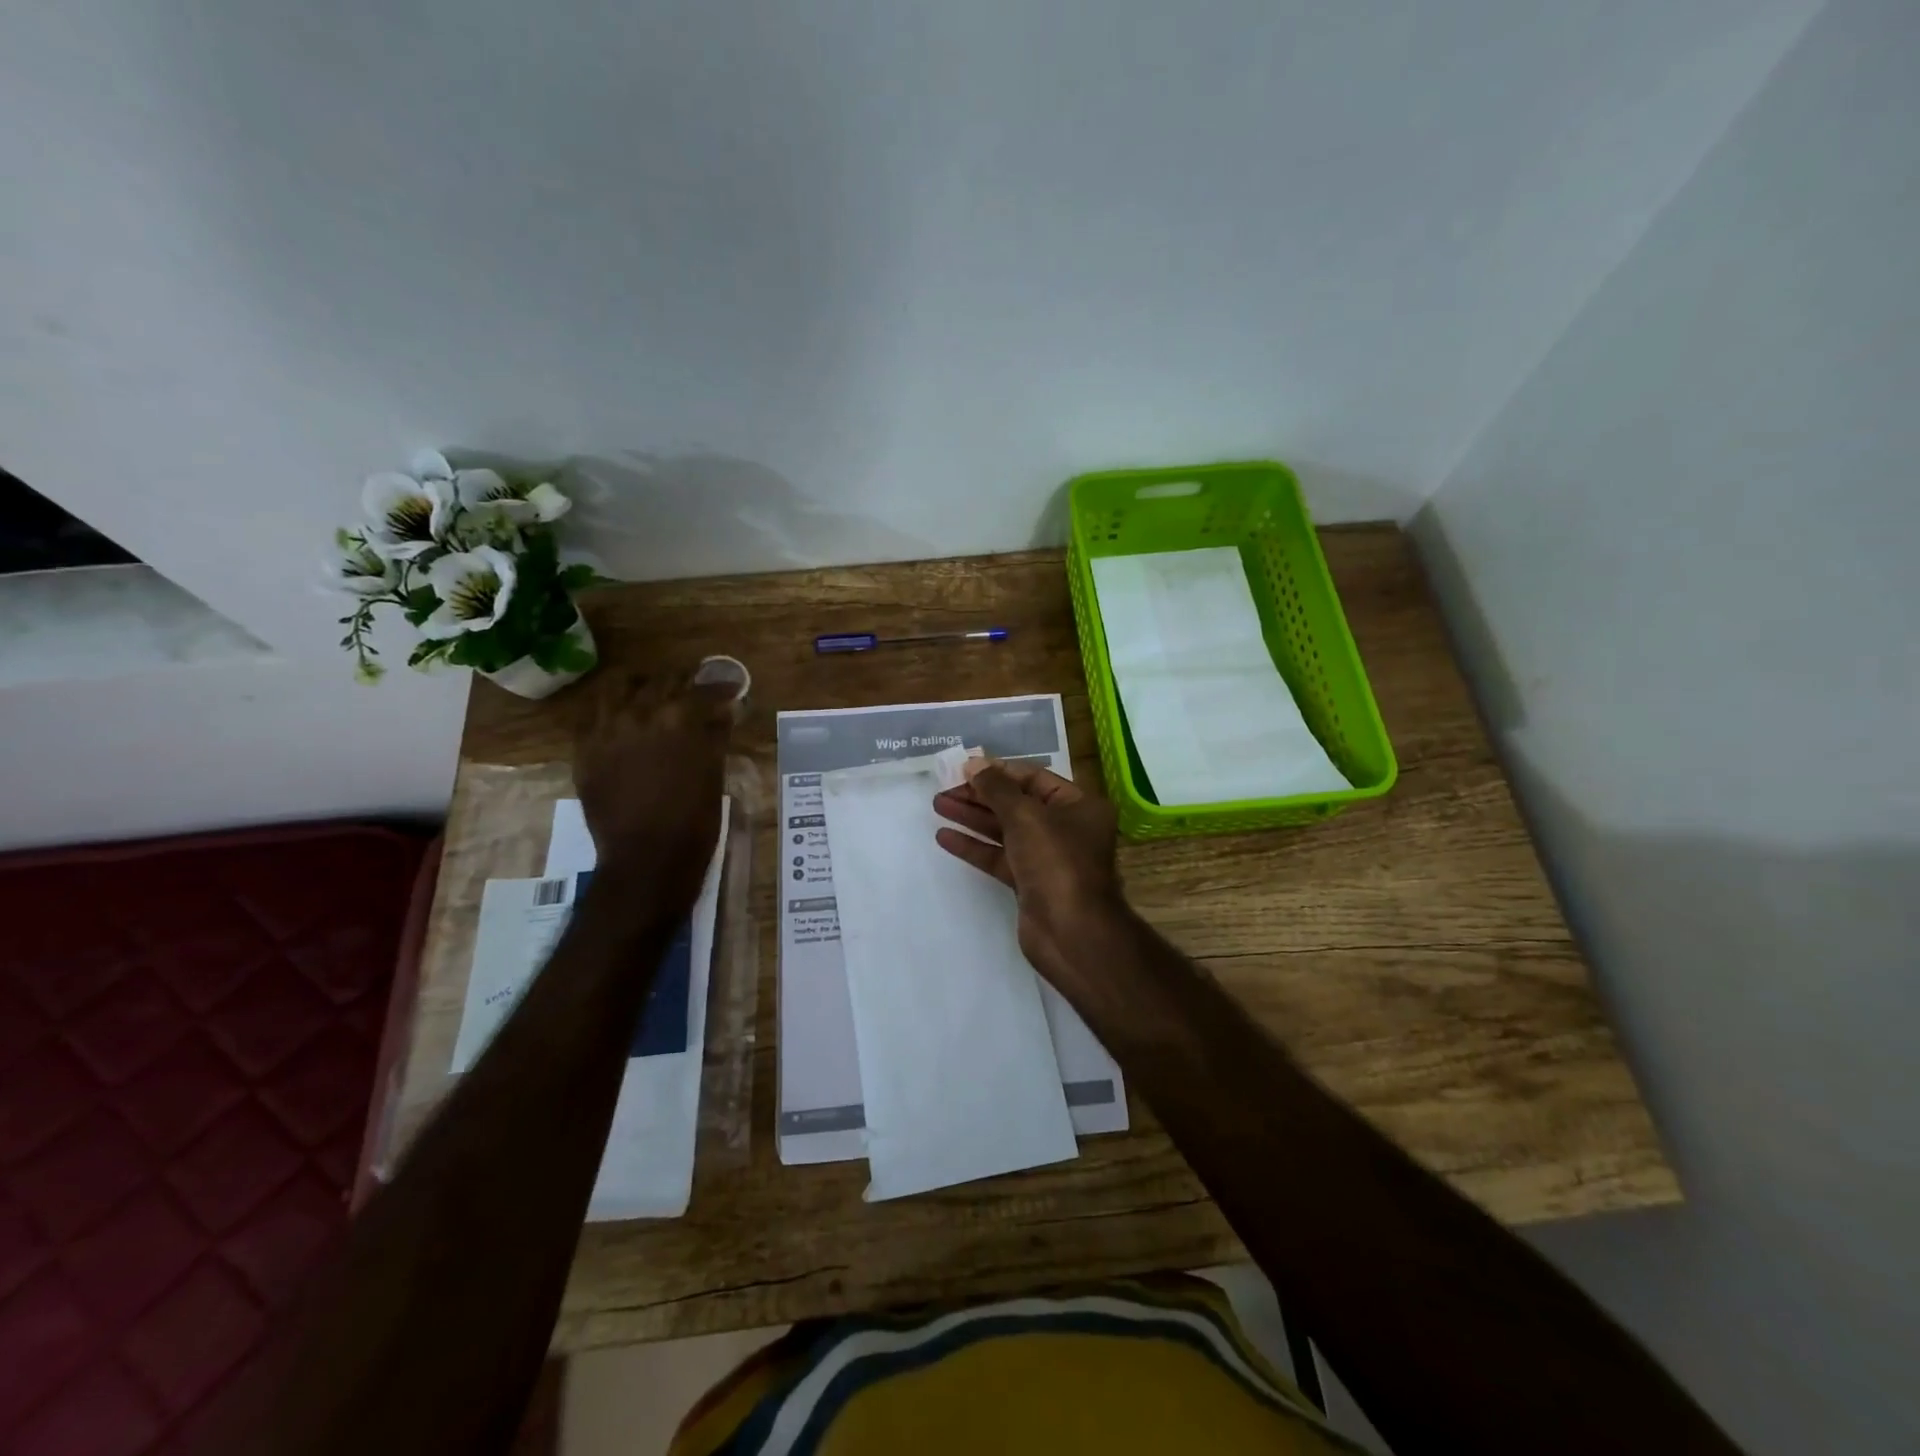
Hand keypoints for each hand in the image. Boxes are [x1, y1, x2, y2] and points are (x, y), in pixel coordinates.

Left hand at [573, 669, 732, 904]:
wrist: (646, 859)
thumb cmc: (693, 822)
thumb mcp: (714, 774)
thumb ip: (716, 735)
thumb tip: (723, 711)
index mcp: (679, 720)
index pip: (703, 690)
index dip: (719, 687)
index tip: (729, 688)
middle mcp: (640, 714)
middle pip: (661, 681)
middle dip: (681, 681)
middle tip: (692, 690)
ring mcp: (606, 730)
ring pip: (618, 687)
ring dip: (639, 685)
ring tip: (650, 693)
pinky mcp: (585, 750)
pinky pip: (592, 715)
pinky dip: (610, 709)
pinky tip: (621, 719)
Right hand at [932, 757, 1127, 991]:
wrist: (1071, 931)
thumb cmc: (1056, 861)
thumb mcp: (1025, 815)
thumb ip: (996, 788)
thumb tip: (973, 764)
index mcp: (1079, 805)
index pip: (1034, 778)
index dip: (999, 772)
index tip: (965, 770)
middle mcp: (1066, 828)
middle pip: (1017, 804)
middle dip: (980, 796)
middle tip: (944, 788)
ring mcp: (1048, 857)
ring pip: (1005, 830)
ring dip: (972, 818)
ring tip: (937, 805)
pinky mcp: (1030, 883)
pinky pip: (1000, 857)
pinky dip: (974, 847)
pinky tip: (945, 837)